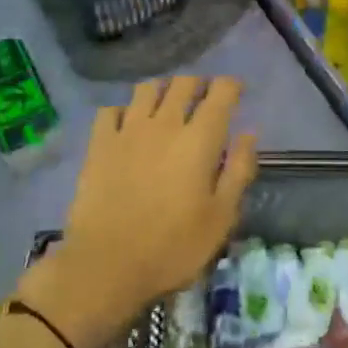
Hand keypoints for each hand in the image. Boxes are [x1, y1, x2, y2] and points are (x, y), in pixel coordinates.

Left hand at [16, 77, 258, 347]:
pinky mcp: (98, 144)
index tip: (236, 91)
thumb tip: (248, 134)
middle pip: (182, 84)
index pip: (220, 93)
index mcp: (199, 139)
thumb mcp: (221, 217)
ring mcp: (127, 131)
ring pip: (146, 89)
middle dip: (198, 84)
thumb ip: (238, 170)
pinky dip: (124, 111)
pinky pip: (110, 110)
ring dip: (162, 90)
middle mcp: (164, 124)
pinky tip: (128, 125)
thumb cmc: (173, 246)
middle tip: (204, 98)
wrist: (106, 264)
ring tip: (167, 105)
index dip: (231, 86)